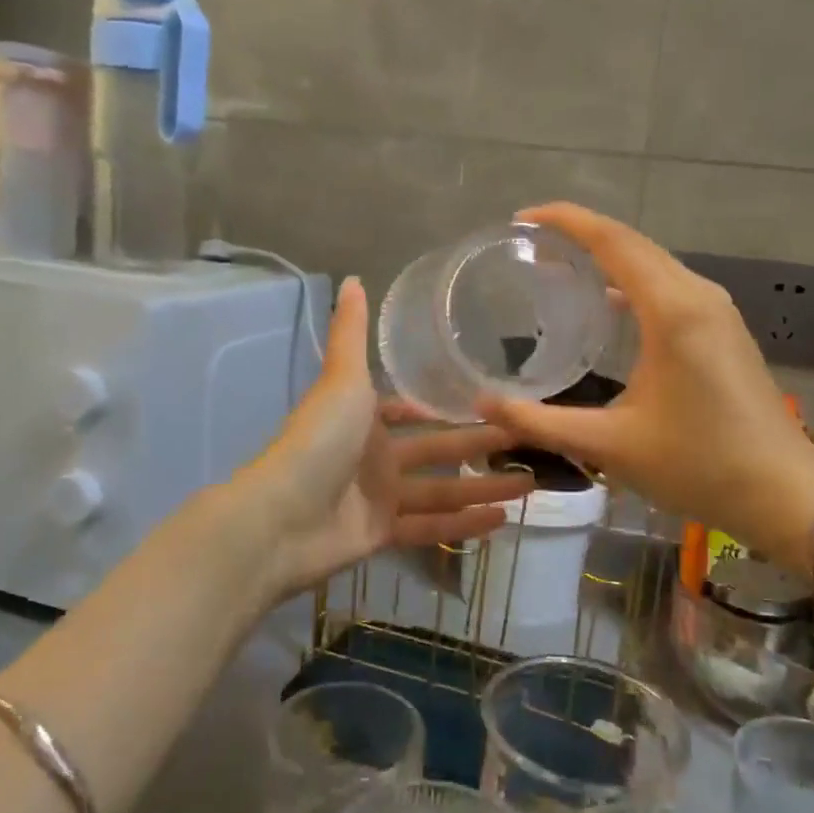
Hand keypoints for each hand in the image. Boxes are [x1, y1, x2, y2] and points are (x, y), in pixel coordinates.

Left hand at [244, 277, 531, 598]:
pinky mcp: (383, 534)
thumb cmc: (318, 441)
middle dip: (480, 445)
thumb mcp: (342, 379)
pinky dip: (464, 525)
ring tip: (531, 484)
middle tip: (527, 440)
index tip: (487, 400)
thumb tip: (353, 278)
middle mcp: (375, 457)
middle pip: (438, 451)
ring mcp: (380, 498)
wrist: (282, 517)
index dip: (441, 407)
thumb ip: (352, 333)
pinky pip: (431, 527)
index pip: (410, 411)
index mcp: (365, 419)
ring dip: (484, 488)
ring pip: (442, 491)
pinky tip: (502, 520)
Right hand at [475, 203, 813, 551]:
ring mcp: (717, 311)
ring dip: (608, 257)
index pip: (612, 240)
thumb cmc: (698, 465)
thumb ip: (541, 422)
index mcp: (672, 310)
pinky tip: (608, 304)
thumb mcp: (610, 445)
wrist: (784, 493)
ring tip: (560, 267)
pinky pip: (670, 286)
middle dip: (581, 234)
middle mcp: (697, 296)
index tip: (521, 219)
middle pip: (633, 243)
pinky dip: (633, 282)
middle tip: (530, 245)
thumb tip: (483, 405)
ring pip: (654, 263)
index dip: (565, 221)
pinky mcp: (724, 330)